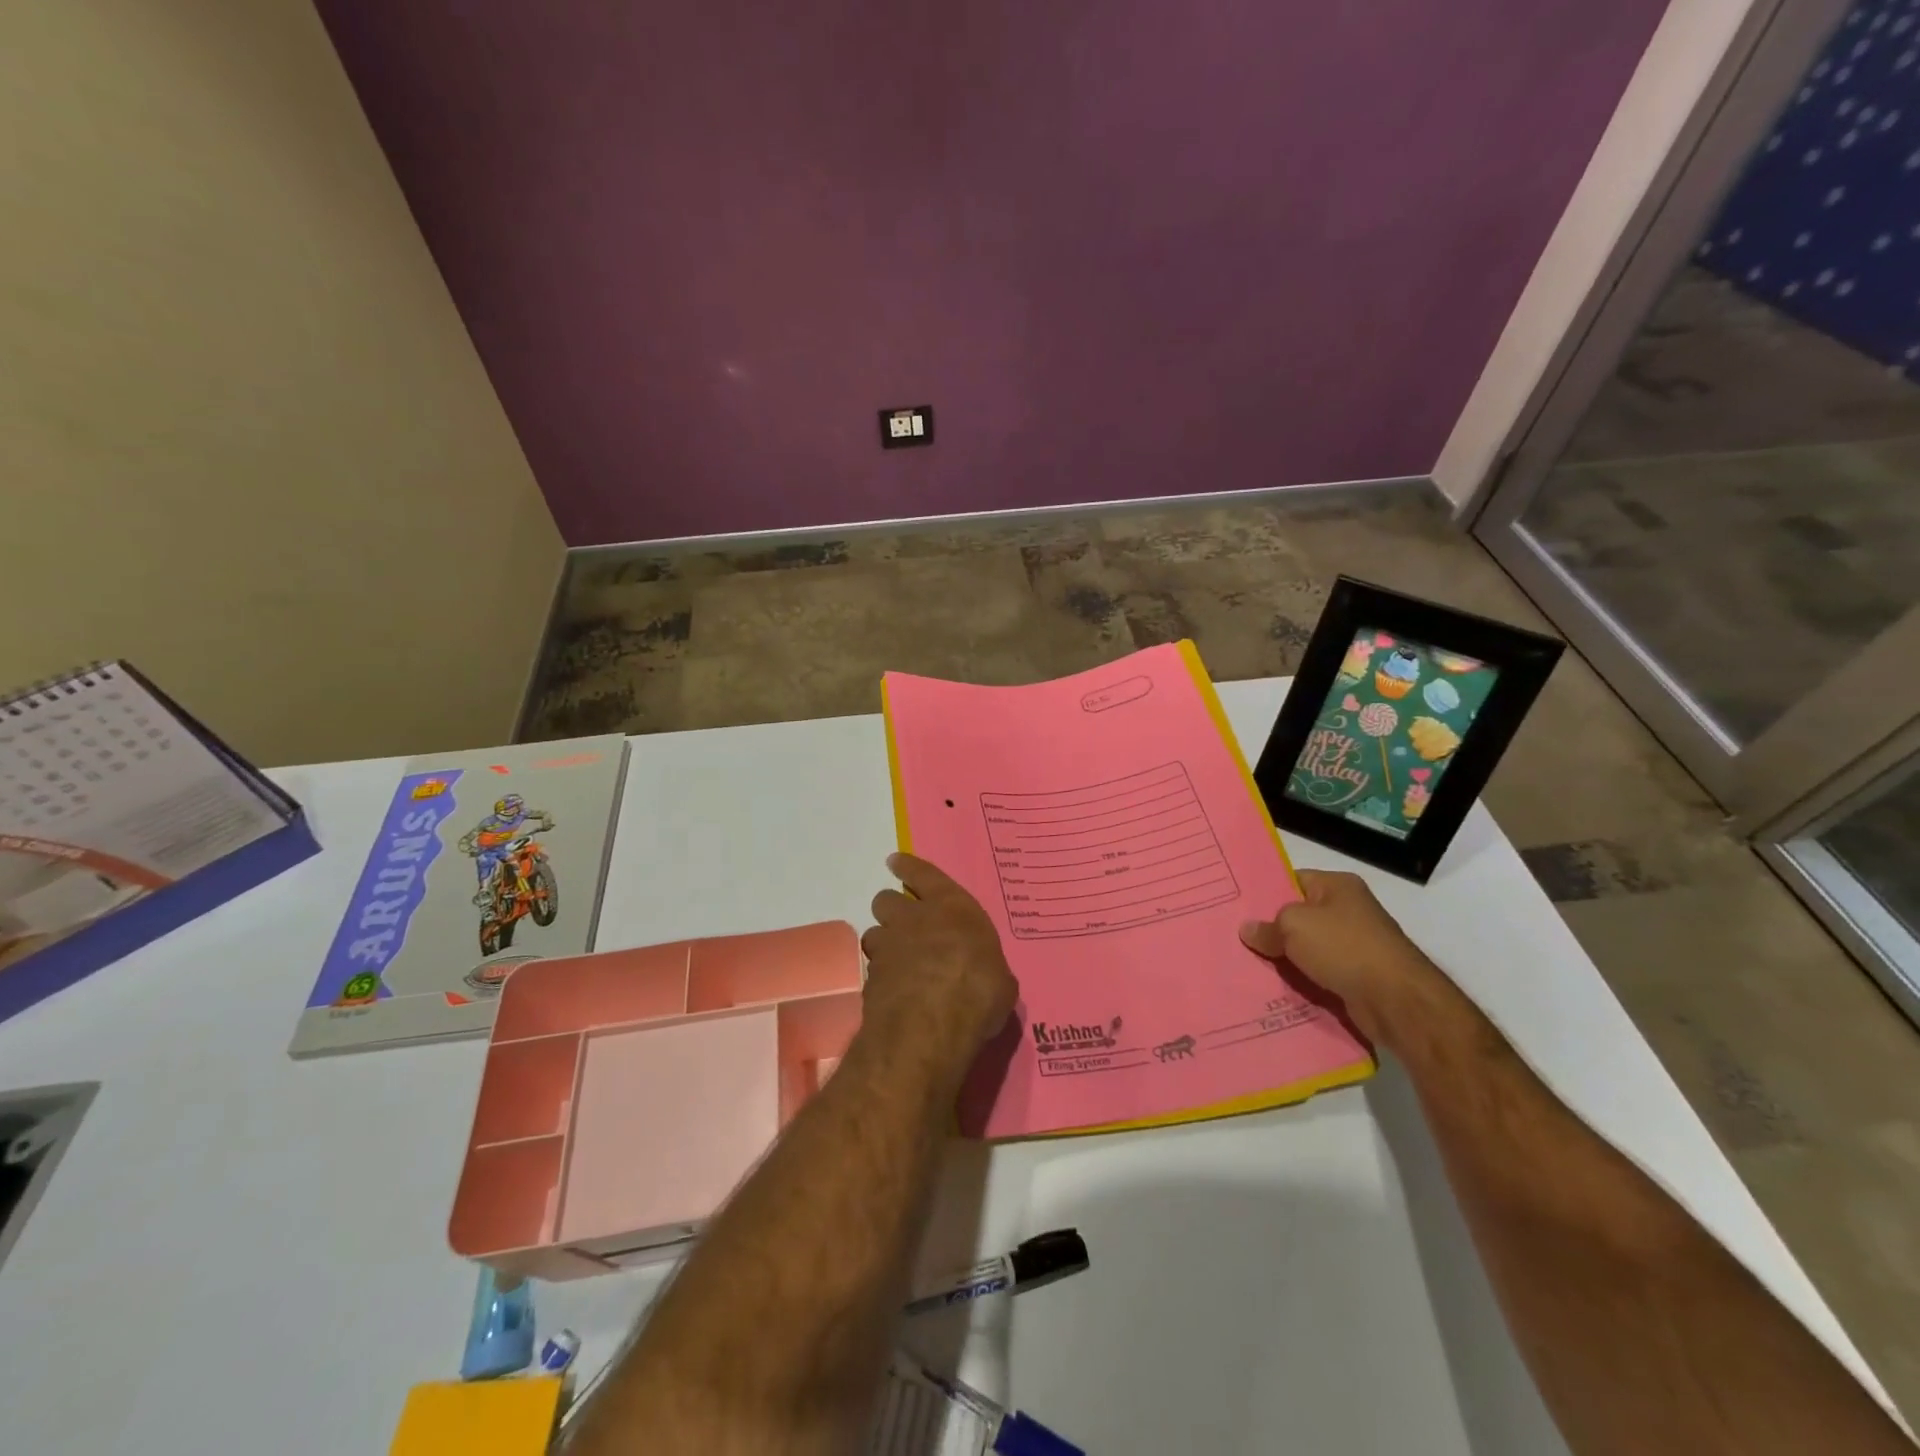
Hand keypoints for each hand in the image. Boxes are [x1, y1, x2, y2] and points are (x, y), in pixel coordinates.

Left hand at [860, 853, 1017, 1083]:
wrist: (931, 1027)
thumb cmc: (979, 992)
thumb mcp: (1000, 979)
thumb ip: (984, 966)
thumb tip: (984, 975)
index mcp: (951, 908)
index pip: (924, 875)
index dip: (908, 867)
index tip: (895, 862)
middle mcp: (913, 919)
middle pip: (887, 900)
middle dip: (892, 911)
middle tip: (904, 927)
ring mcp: (887, 948)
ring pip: (874, 934)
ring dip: (883, 945)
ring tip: (898, 964)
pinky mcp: (870, 978)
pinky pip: (872, 970)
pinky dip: (881, 978)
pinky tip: (894, 994)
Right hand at [1239, 869, 1437, 1042]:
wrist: (1396, 1001)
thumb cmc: (1344, 947)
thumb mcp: (1294, 926)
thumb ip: (1267, 926)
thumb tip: (1248, 930)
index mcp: (1338, 886)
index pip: (1293, 880)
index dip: (1265, 892)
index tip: (1237, 906)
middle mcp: (1349, 911)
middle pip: (1299, 916)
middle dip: (1271, 929)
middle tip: (1236, 937)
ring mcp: (1355, 946)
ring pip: (1307, 949)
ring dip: (1285, 959)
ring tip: (1247, 964)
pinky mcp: (1357, 977)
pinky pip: (1319, 974)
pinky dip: (1301, 981)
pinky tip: (1274, 988)